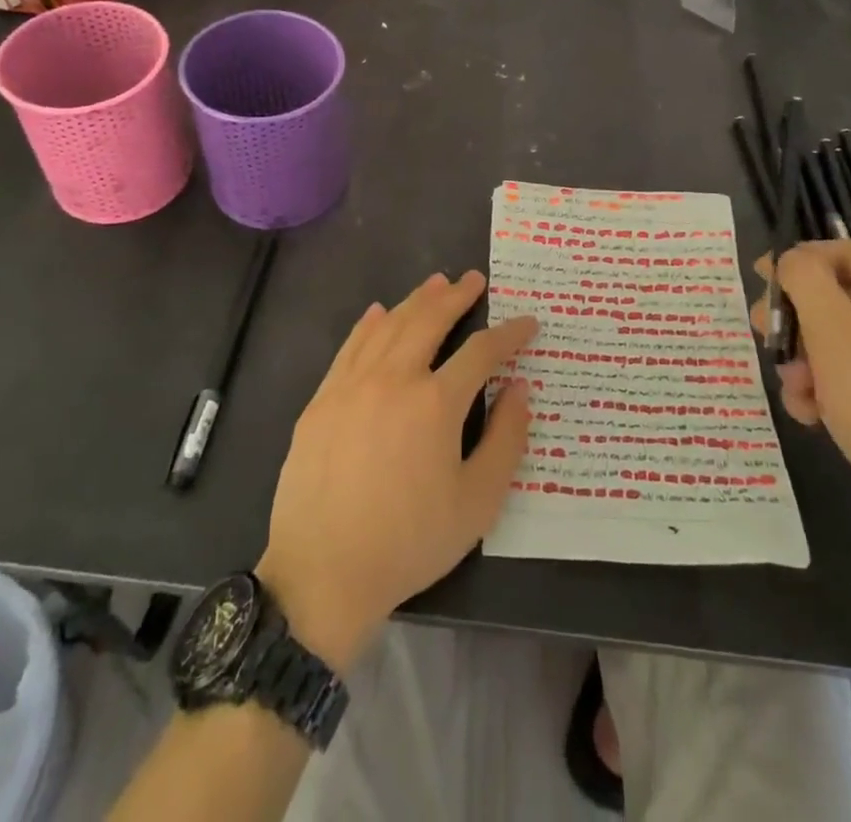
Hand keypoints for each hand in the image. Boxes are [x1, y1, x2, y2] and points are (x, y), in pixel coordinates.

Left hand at [256, 271, 536, 672]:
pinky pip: (350, 346)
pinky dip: (369, 324)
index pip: (481, 351)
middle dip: (456, 296)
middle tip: (473, 279)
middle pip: (429, 320)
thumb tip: (520, 387)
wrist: (323, 572)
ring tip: (435, 284)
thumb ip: (506, 439)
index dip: (509, 334)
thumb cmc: (409, 541)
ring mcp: (352, 384)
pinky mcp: (322, 398)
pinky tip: (378, 312)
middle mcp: (394, 378)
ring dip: (416, 300)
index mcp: (436, 402)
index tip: (527, 322)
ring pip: (389, 325)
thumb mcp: (477, 503)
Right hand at [759, 240, 850, 560]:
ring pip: (831, 339)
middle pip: (833, 295)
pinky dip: (819, 389)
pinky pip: (844, 377)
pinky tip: (809, 414)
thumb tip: (790, 258)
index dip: (801, 257)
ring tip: (792, 388)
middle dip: (794, 314)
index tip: (761, 277)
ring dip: (800, 358)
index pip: (845, 251)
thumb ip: (805, 282)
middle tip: (764, 334)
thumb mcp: (833, 334)